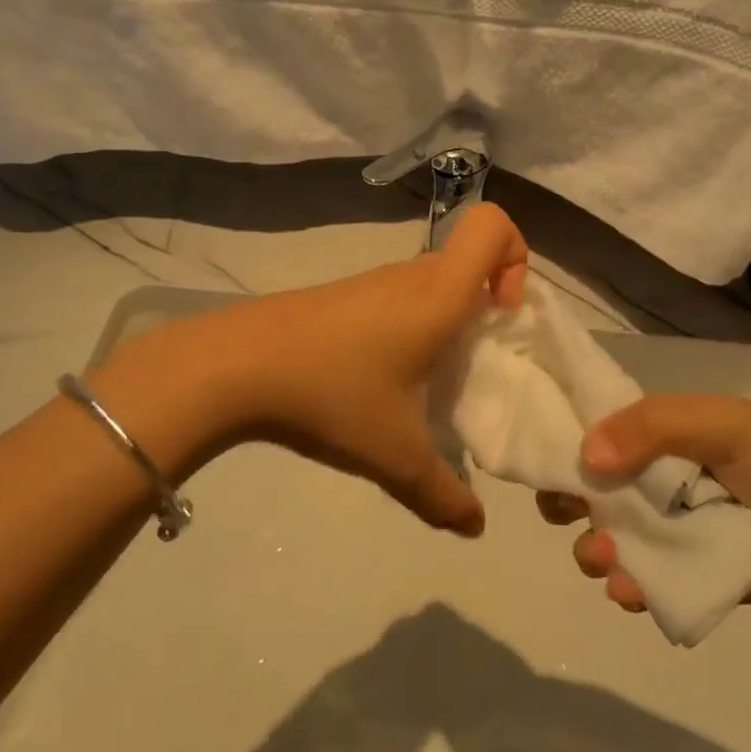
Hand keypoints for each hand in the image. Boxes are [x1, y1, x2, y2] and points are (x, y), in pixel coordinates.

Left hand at [169, 204, 527, 534]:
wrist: (234, 366)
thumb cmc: (332, 395)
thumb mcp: (395, 457)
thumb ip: (444, 495)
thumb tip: (475, 526)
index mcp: (438, 295)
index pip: (492, 225)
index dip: (516, 256)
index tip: (503, 314)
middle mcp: (410, 277)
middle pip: (468, 258)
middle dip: (489, 303)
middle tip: (477, 362)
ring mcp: (371, 283)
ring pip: (432, 281)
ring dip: (447, 319)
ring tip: (430, 381)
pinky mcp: (342, 297)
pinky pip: (398, 298)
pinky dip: (411, 327)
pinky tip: (383, 379)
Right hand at [537, 393, 750, 606]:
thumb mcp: (714, 421)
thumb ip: (650, 428)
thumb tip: (586, 455)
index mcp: (654, 438)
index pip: (594, 437)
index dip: (565, 448)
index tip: (544, 464)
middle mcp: (651, 483)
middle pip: (590, 493)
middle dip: (566, 505)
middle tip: (566, 513)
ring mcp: (666, 533)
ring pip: (607, 541)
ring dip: (591, 550)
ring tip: (601, 555)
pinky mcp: (686, 578)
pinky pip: (643, 584)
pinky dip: (626, 588)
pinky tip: (627, 589)